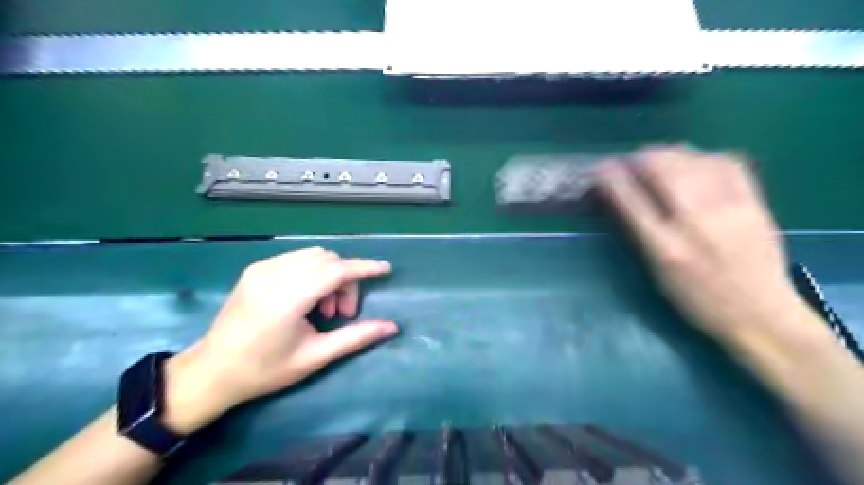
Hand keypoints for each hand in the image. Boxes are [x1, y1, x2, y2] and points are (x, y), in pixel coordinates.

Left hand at [162, 248, 398, 432]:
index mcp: (287, 299)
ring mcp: (261, 269)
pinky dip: (313, 271)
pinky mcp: (255, 269)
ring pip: (314, 255)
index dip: (364, 268)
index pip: (336, 271)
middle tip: (343, 313)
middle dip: (346, 280)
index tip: (386, 269)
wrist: (212, 371)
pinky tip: (307, 297)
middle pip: (328, 260)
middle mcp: (273, 275)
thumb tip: (392, 327)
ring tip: (324, 307)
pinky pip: (297, 258)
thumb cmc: (265, 370)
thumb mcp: (315, 357)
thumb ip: (355, 337)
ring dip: (330, 274)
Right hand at [599, 143, 825, 348]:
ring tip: (656, 159)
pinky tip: (693, 162)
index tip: (600, 168)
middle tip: (629, 163)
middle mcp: (695, 222)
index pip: (630, 198)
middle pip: (661, 168)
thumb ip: (637, 232)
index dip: (610, 177)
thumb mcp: (655, 272)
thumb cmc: (695, 299)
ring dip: (666, 153)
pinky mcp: (754, 202)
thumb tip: (618, 197)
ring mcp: (729, 208)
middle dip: (638, 158)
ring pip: (691, 159)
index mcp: (665, 247)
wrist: (760, 313)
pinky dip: (702, 156)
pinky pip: (725, 161)